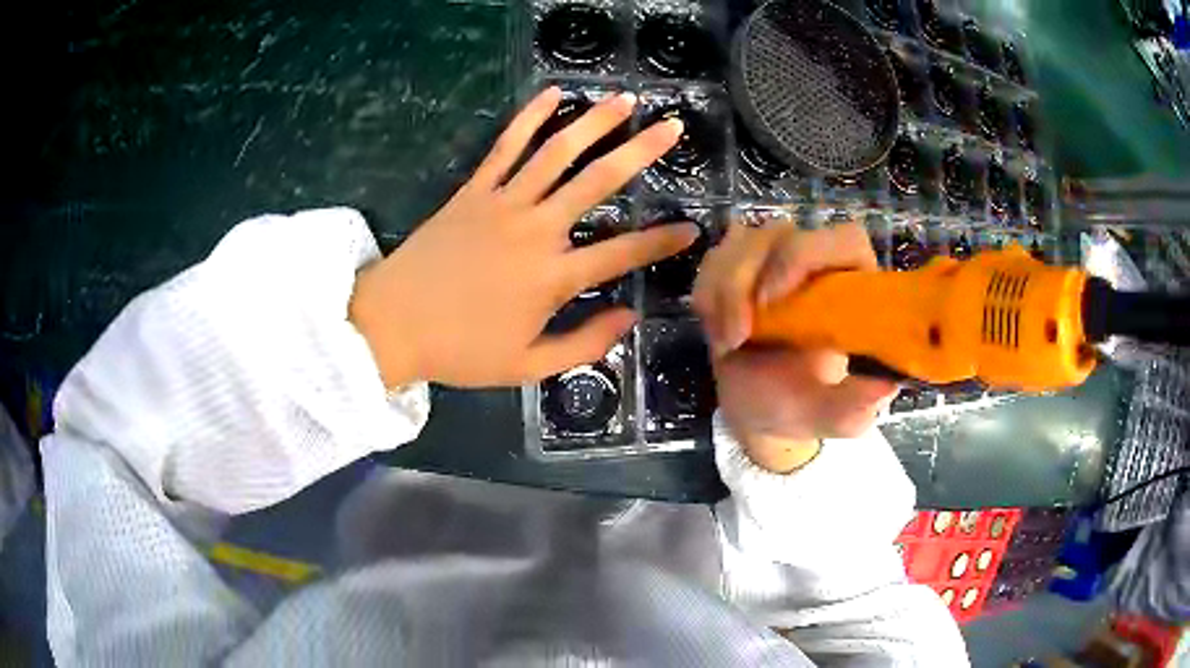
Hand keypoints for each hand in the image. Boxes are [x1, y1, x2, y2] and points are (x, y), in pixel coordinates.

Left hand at [350, 87, 697, 387]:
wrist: (391, 325)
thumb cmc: (459, 350)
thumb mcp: (526, 366)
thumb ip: (583, 344)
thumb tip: (628, 318)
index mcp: (552, 278)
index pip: (623, 254)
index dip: (661, 241)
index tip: (692, 228)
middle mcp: (536, 230)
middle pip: (597, 181)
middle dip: (640, 151)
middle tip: (671, 127)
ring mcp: (502, 204)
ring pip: (557, 152)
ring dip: (594, 122)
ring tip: (625, 100)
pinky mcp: (473, 191)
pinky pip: (505, 146)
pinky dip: (529, 118)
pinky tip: (552, 94)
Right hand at [693, 222, 898, 472]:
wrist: (759, 411)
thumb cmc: (803, 406)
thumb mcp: (833, 416)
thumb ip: (856, 406)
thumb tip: (884, 388)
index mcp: (854, 286)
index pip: (843, 239)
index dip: (806, 254)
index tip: (774, 299)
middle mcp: (817, 262)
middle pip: (779, 233)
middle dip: (746, 278)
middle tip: (737, 336)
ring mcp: (774, 260)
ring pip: (741, 243)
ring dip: (723, 292)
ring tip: (728, 344)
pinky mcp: (738, 268)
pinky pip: (714, 261)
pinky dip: (708, 296)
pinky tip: (719, 334)